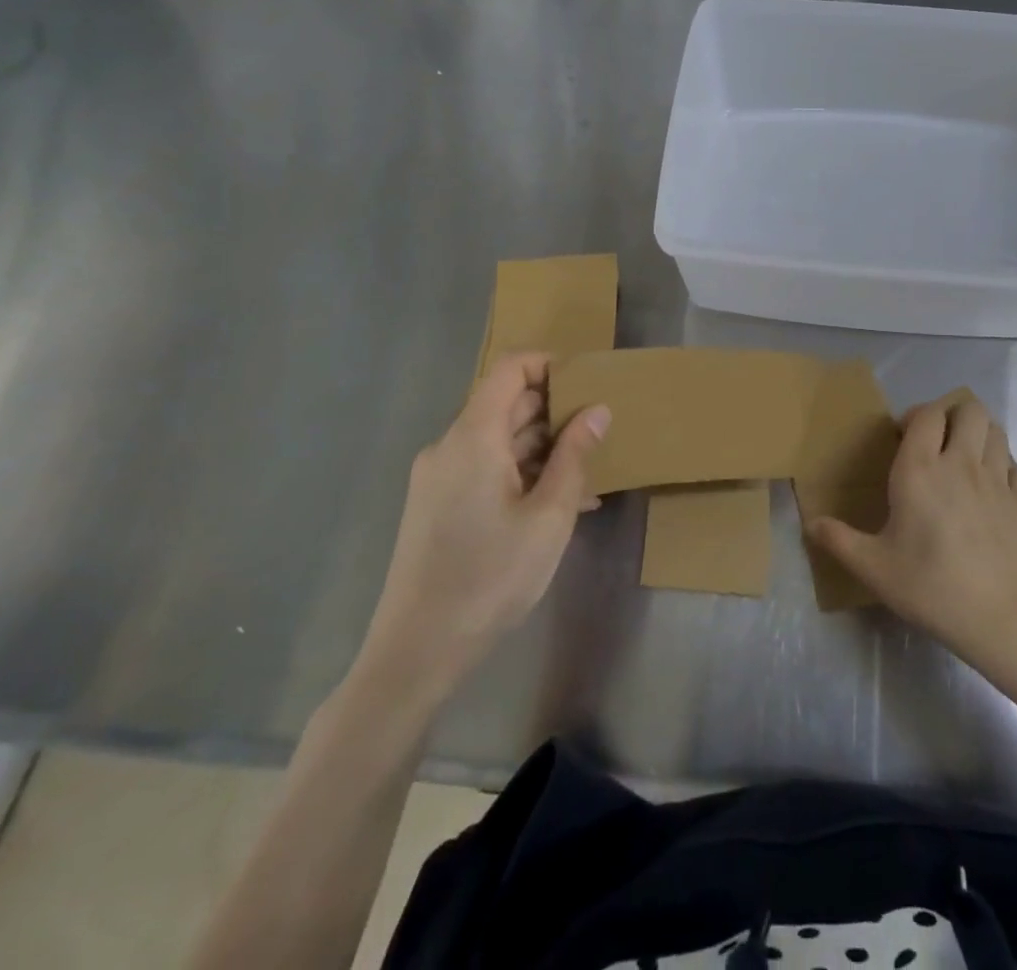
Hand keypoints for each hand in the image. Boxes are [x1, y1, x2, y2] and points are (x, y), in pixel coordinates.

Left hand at [357, 353, 609, 704]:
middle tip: (599, 433)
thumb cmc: (491, 577)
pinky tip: (557, 503)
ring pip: (498, 441)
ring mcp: (438, 477)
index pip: (509, 370)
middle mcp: (449, 447)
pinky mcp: (436, 505)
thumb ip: (575, 456)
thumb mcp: (549, 516)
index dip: (549, 365)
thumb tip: (598, 410)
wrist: (416, 651)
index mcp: (473, 437)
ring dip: (543, 448)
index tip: (588, 384)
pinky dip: (521, 473)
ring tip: (588, 474)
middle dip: (554, 412)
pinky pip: (485, 469)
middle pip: (504, 404)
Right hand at [809, 393, 1016, 673]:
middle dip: (953, 415)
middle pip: (969, 409)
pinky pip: (1016, 467)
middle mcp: (962, 463)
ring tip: (966, 460)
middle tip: (938, 442)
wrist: (1004, 619)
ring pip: (996, 431)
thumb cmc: (932, 588)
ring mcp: (1000, 480)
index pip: (926, 414)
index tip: (904, 436)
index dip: (916, 415)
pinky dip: (1004, 469)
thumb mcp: (874, 568)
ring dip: (980, 436)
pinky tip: (993, 493)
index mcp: (921, 469)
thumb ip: (839, 540)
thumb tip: (809, 524)